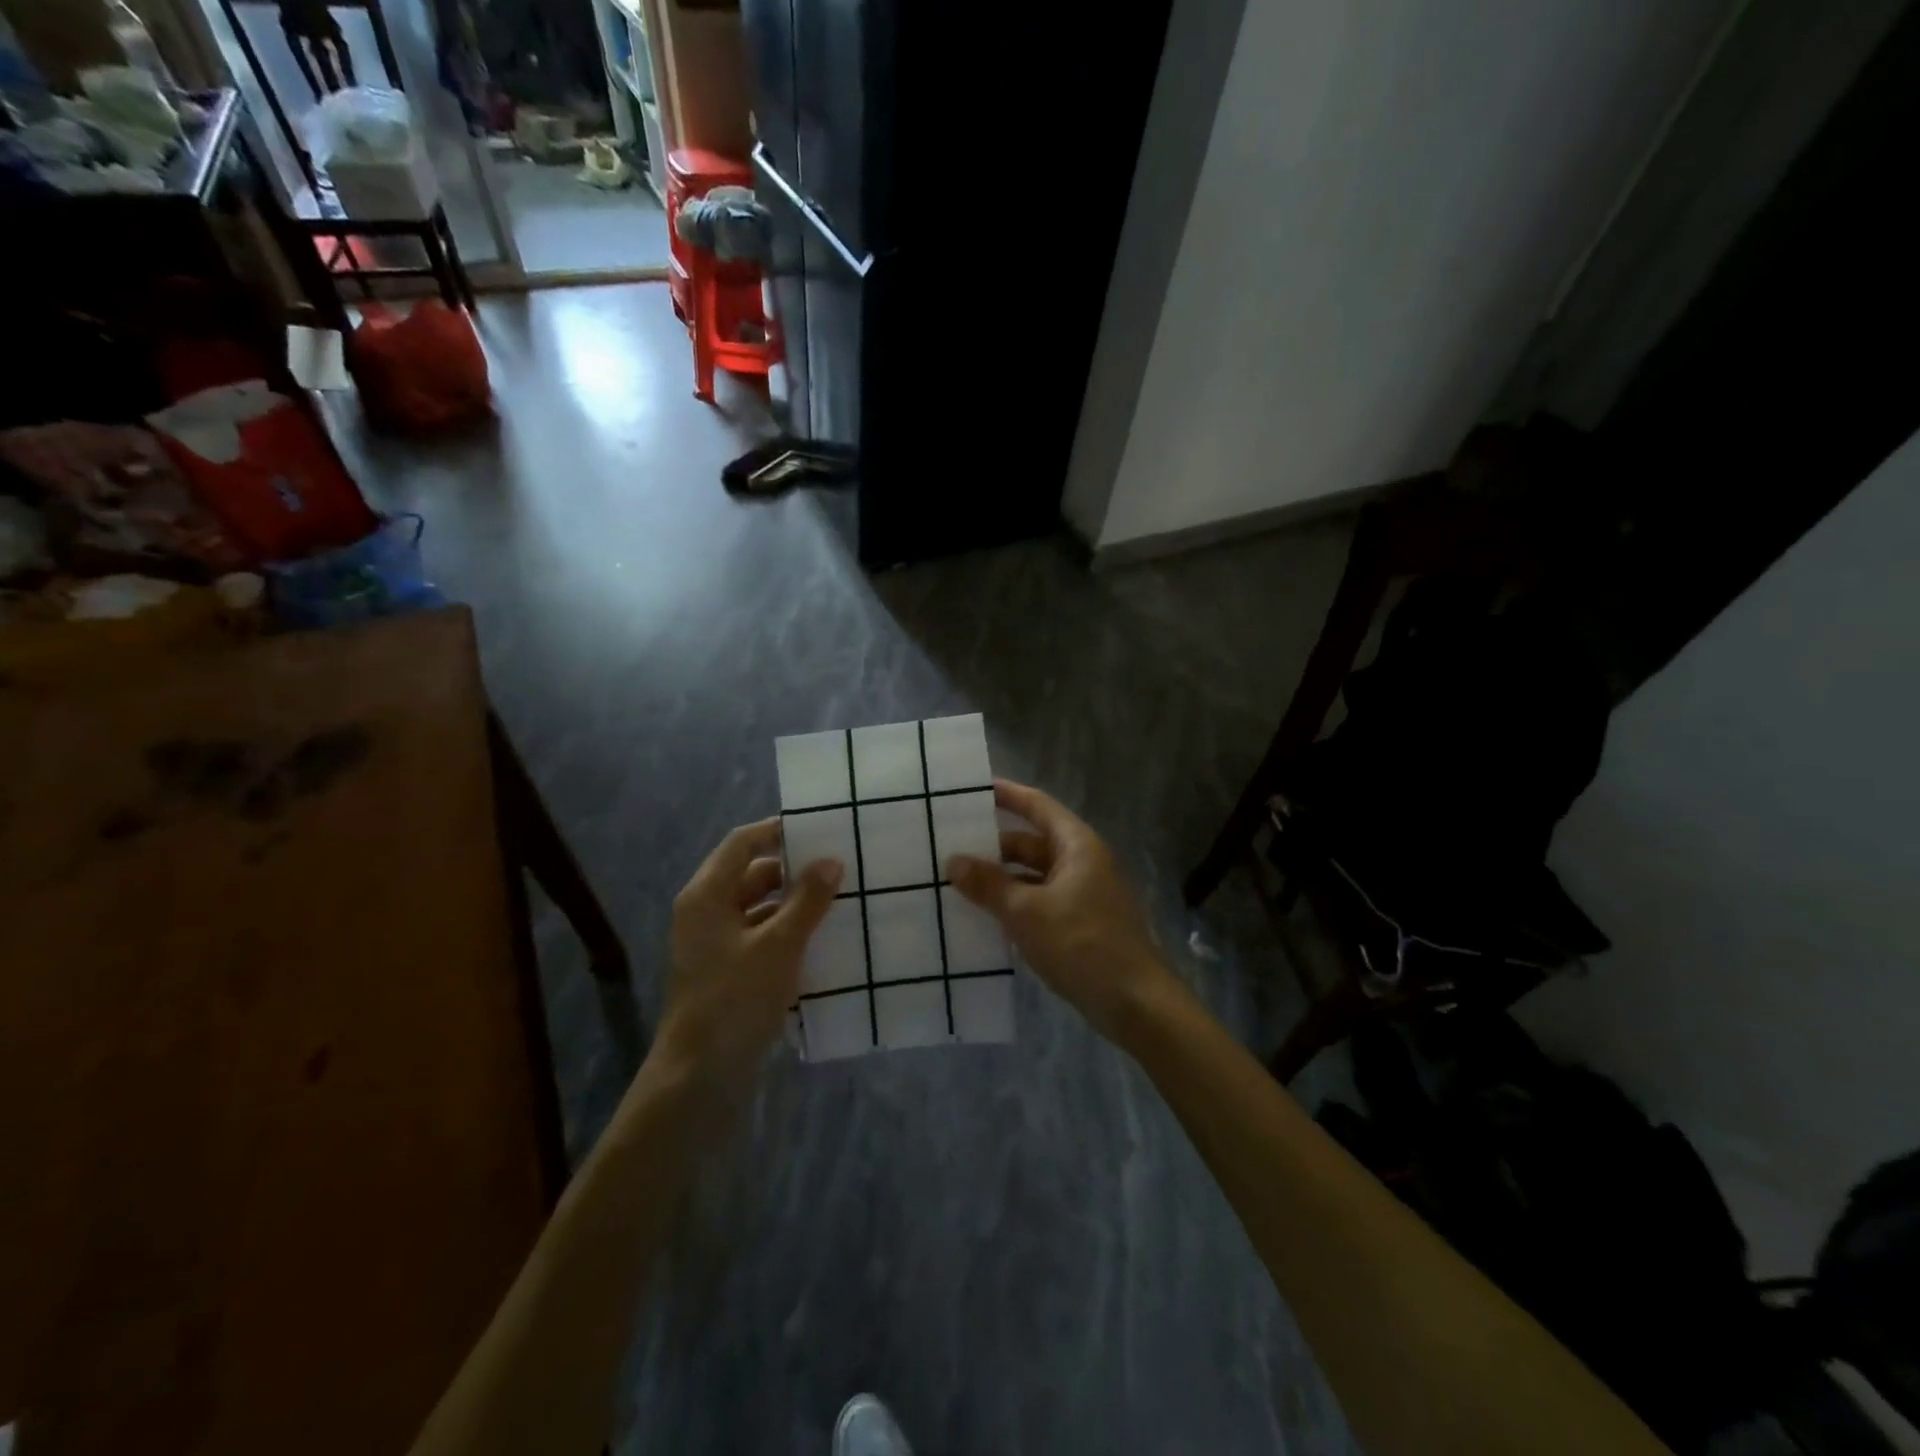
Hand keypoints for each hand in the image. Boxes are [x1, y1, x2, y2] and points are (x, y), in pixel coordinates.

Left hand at [654, 818, 840, 1084]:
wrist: (700, 1077)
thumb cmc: (735, 999)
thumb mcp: (778, 945)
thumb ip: (807, 900)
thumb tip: (832, 861)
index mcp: (706, 895)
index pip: (743, 844)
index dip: (778, 831)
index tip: (820, 828)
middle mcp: (706, 913)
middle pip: (752, 876)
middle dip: (794, 871)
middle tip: (840, 866)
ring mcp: (715, 945)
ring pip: (760, 909)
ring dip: (795, 904)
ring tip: (840, 900)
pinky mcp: (728, 972)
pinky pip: (761, 938)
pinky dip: (788, 933)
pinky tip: (824, 940)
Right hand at [947, 780, 1175, 1044]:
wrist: (1135, 1003)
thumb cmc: (1083, 944)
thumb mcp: (1027, 912)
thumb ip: (989, 885)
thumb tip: (953, 862)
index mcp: (1076, 845)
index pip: (1037, 806)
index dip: (1006, 794)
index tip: (971, 789)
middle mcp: (1081, 862)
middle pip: (1031, 843)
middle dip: (993, 847)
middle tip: (949, 848)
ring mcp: (1082, 895)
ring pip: (1033, 876)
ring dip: (1001, 880)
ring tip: (957, 884)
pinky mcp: (1079, 925)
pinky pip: (1039, 903)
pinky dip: (1014, 905)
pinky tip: (984, 919)